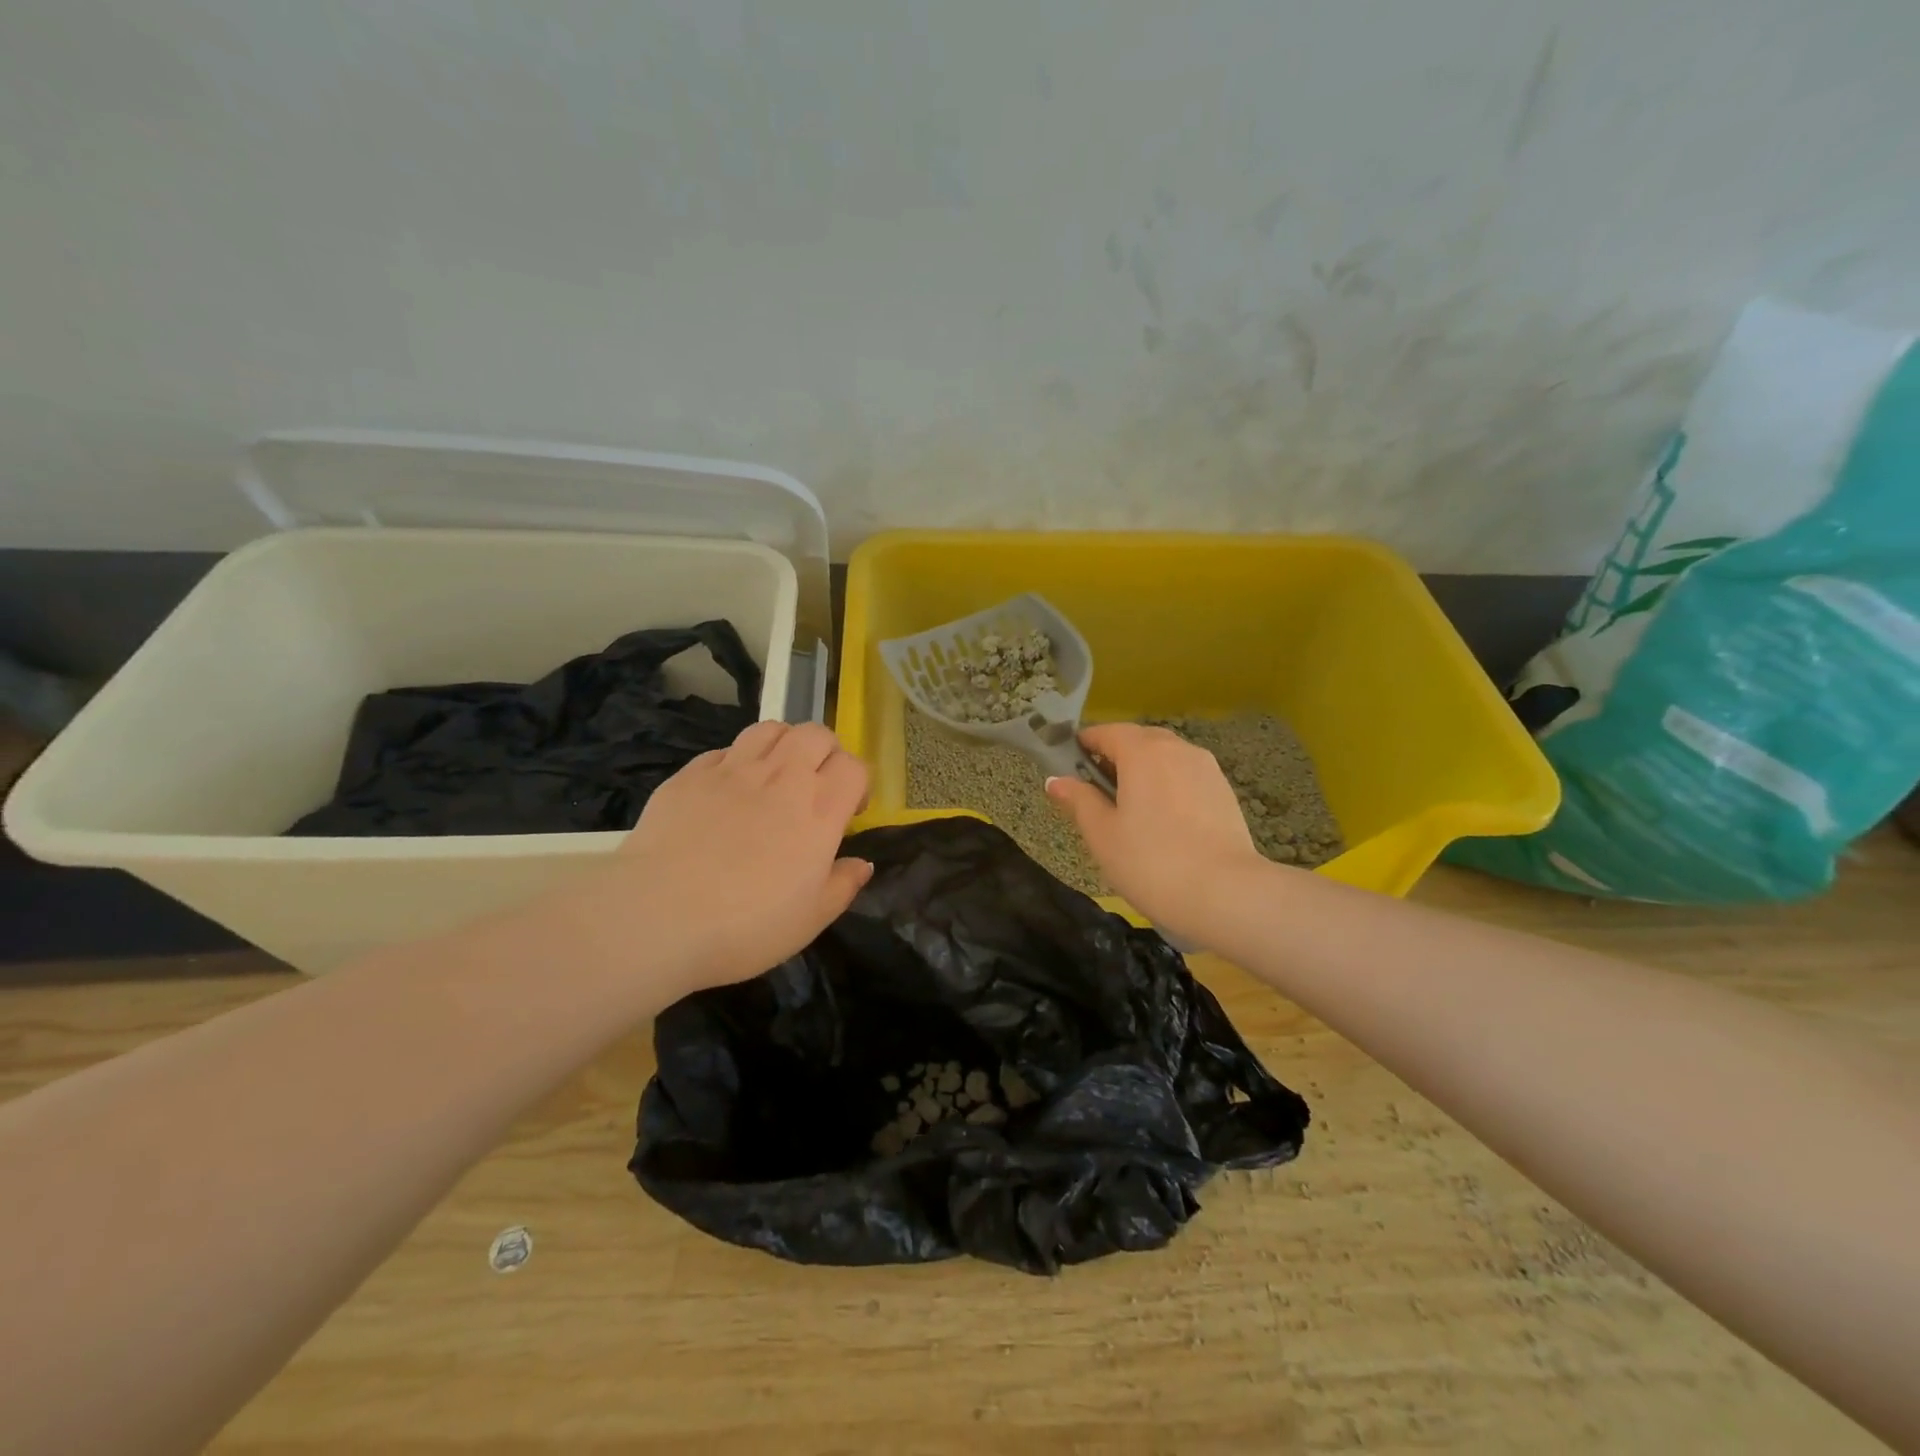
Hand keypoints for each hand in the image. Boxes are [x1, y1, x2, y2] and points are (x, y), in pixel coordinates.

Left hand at [539, 722, 871, 1003]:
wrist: (657, 916)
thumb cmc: (746, 925)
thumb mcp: (810, 919)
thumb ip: (843, 885)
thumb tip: (862, 864)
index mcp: (819, 809)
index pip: (854, 767)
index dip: (858, 783)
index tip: (849, 811)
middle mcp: (782, 777)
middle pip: (816, 734)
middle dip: (826, 753)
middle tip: (816, 786)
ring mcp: (733, 769)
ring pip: (771, 729)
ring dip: (783, 745)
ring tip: (776, 775)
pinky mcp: (690, 774)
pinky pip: (724, 750)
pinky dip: (736, 762)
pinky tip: (727, 791)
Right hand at [1046, 722, 1267, 943]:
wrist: (1226, 894)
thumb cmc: (1151, 862)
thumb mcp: (1102, 834)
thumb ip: (1078, 800)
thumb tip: (1056, 780)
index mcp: (1142, 751)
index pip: (1106, 732)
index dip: (1084, 745)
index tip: (1069, 767)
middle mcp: (1176, 748)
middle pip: (1138, 740)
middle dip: (1114, 757)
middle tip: (1096, 793)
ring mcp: (1206, 768)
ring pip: (1165, 757)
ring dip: (1143, 771)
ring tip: (1130, 809)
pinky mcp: (1224, 790)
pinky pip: (1186, 776)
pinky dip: (1168, 786)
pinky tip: (1163, 821)